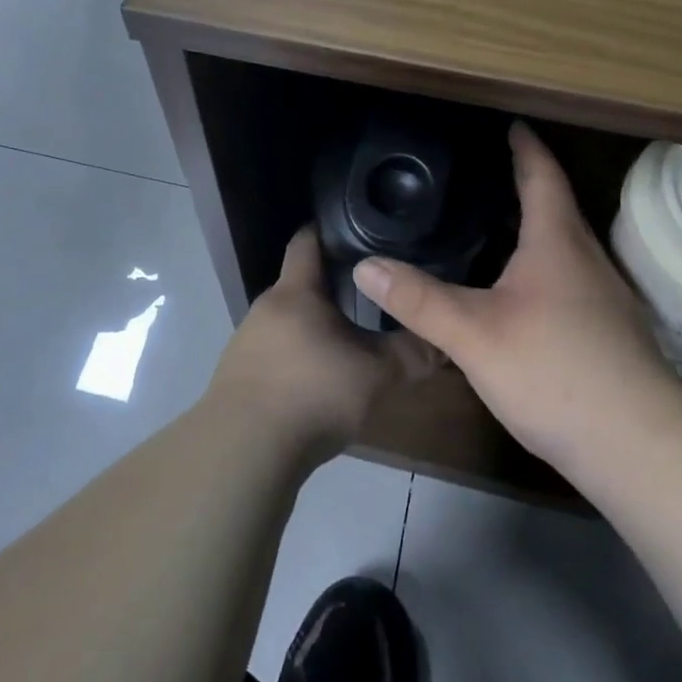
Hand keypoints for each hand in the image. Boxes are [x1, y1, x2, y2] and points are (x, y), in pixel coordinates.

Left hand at [205, 227, 434, 466]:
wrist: (244, 450)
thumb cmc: (313, 395)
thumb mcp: (376, 375)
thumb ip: (411, 353)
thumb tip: (444, 341)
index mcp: (295, 291)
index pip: (307, 240)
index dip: (330, 231)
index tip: (358, 233)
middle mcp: (265, 307)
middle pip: (300, 284)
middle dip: (331, 288)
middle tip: (369, 298)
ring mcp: (245, 341)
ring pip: (287, 321)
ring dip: (313, 328)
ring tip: (346, 344)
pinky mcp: (236, 375)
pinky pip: (273, 353)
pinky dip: (294, 358)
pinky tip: (315, 383)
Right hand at [351, 122, 681, 477]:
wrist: (637, 447)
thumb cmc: (555, 372)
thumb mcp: (473, 334)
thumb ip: (418, 299)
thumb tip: (364, 265)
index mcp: (557, 242)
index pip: (542, 175)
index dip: (524, 146)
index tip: (510, 124)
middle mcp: (586, 259)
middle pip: (556, 206)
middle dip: (525, 183)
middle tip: (484, 172)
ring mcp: (604, 297)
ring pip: (564, 244)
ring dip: (534, 226)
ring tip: (493, 224)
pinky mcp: (608, 331)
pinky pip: (569, 277)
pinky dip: (541, 264)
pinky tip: (517, 290)